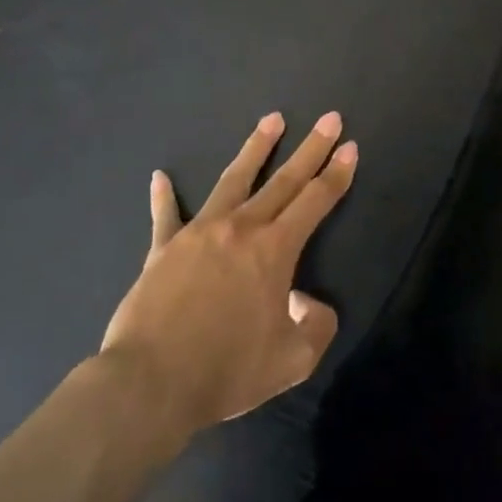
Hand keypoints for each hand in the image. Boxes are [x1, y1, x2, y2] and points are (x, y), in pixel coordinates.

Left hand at [101, 112, 354, 434]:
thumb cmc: (227, 371)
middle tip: (329, 118)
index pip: (315, 201)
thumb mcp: (293, 360)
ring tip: (272, 119)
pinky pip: (165, 215)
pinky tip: (160, 177)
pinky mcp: (163, 248)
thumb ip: (316, 326)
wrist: (151, 383)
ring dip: (255, 148)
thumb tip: (306, 301)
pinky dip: (164, 196)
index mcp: (274, 251)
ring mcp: (198, 232)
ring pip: (232, 180)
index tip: (350, 146)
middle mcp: (240, 228)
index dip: (336, 174)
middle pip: (283, 180)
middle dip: (310, 147)